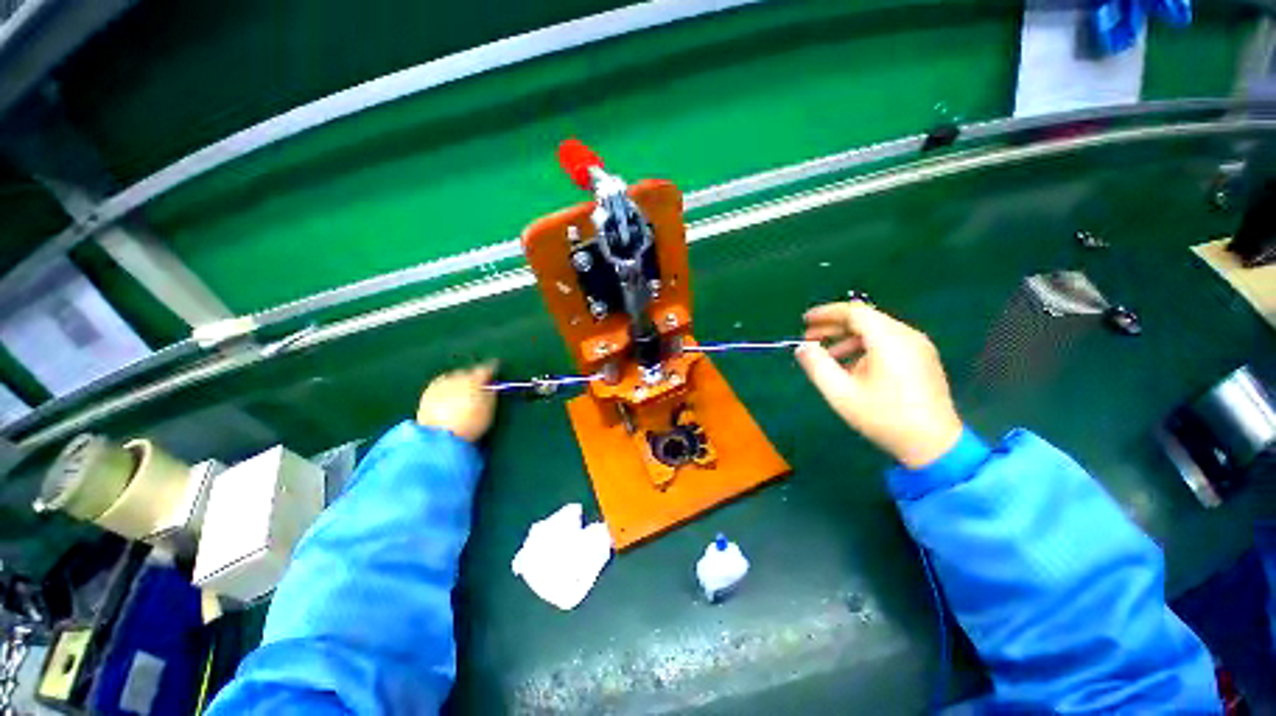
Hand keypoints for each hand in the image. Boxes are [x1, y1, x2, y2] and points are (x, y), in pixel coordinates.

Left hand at [416, 361, 498, 442]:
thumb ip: (491, 394)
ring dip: (458, 384)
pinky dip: (445, 391)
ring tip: (460, 398)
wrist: (439, 437)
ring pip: (453, 379)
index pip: (487, 368)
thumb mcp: (489, 410)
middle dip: (472, 379)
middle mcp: (458, 376)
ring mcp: (441, 383)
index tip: (493, 375)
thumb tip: (491, 386)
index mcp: (476, 379)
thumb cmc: (471, 424)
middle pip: (468, 372)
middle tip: (476, 390)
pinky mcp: (428, 392)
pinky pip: (440, 386)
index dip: (492, 371)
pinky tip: (447, 401)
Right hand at [795, 302, 962, 468]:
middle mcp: (907, 335)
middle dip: (834, 326)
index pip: (854, 311)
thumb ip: (817, 365)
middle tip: (809, 338)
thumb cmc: (884, 417)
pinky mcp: (923, 358)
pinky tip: (852, 366)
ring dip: (848, 337)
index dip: (826, 313)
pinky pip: (889, 341)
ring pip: (877, 330)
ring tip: (827, 355)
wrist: (933, 444)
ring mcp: (919, 346)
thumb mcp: (841, 393)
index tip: (805, 321)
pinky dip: (865, 346)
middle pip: (865, 319)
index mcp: (889, 340)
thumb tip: (802, 347)